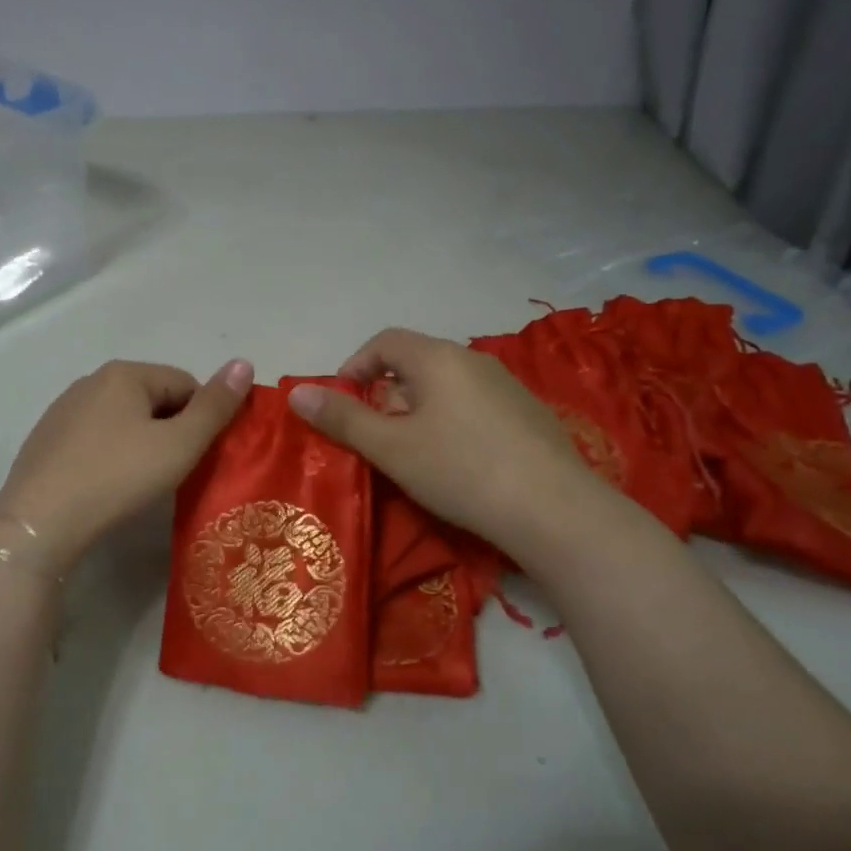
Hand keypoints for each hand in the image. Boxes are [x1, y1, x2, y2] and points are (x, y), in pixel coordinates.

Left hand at [0, 358, 253, 560]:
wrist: (39, 522)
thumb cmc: (118, 477)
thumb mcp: (179, 444)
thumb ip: (215, 406)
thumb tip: (244, 363)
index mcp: (125, 373)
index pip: (186, 383)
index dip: (203, 419)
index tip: (200, 456)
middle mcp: (91, 380)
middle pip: (154, 399)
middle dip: (171, 429)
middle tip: (174, 471)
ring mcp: (64, 410)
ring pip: (123, 419)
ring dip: (141, 442)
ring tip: (141, 482)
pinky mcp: (46, 439)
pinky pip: (95, 438)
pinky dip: (110, 455)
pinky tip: (107, 485)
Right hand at [285, 329, 617, 555]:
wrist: (554, 509)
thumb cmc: (461, 470)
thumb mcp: (392, 448)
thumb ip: (343, 418)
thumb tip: (296, 392)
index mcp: (438, 358)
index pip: (386, 340)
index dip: (356, 365)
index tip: (343, 402)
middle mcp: (474, 360)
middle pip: (417, 361)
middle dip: (387, 392)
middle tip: (376, 435)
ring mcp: (507, 386)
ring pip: (447, 385)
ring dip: (420, 408)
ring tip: (415, 452)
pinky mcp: (529, 414)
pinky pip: (475, 404)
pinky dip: (453, 421)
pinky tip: (460, 462)